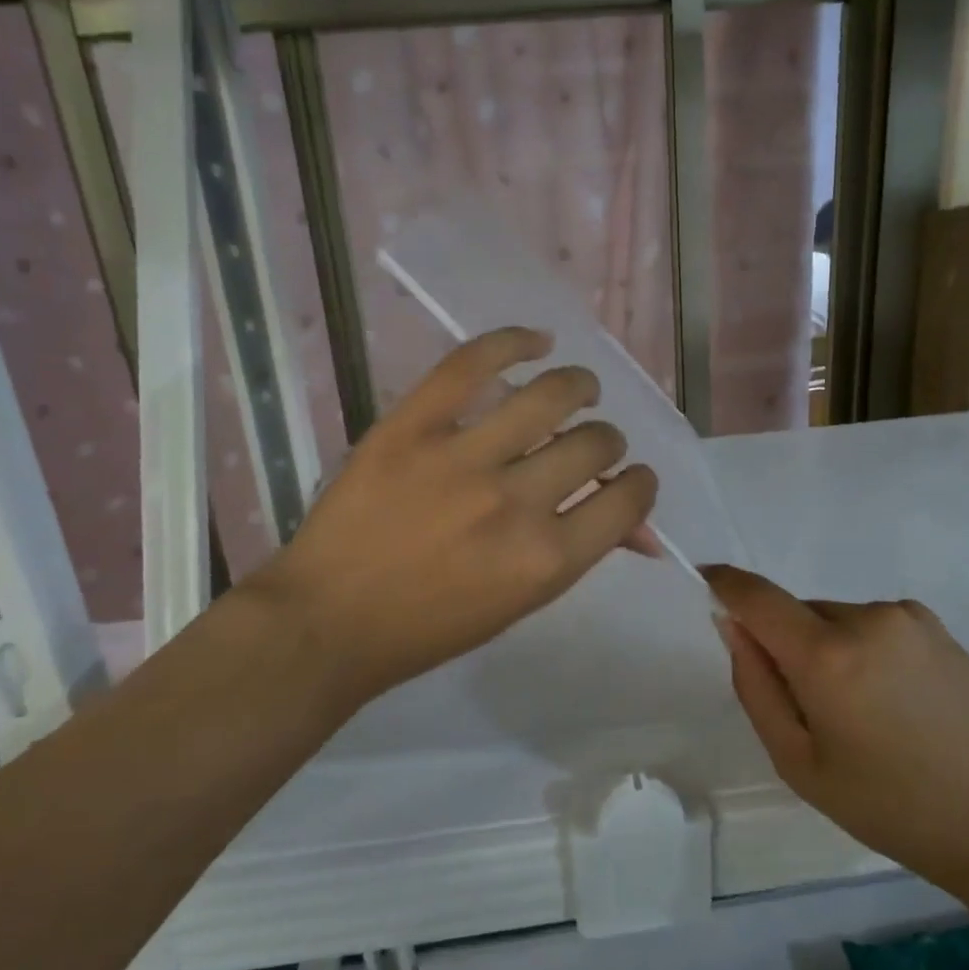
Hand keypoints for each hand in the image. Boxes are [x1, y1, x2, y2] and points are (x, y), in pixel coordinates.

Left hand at [245, 328, 658, 716]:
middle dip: (607, 443)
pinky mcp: (413, 424)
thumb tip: (638, 529)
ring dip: (580, 387)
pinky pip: (473, 363)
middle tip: (592, 443)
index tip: (632, 476)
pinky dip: (513, 342)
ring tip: (580, 388)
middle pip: (596, 444)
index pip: (626, 500)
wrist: (327, 620)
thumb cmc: (428, 627)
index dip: (641, 483)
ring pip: (551, 395)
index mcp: (545, 559)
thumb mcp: (518, 604)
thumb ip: (578, 554)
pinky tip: (537, 342)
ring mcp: (461, 457)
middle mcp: (515, 503)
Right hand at [705, 565, 968, 909]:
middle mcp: (866, 617)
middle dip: (786, 645)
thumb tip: (732, 625)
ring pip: (833, 620)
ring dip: (826, 651)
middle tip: (812, 713)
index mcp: (827, 655)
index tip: (704, 582)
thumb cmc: (896, 808)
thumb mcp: (802, 765)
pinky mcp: (935, 625)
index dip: (723, 583)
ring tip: (864, 718)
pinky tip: (896, 705)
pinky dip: (861, 651)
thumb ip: (755, 687)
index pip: (755, 595)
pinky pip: (870, 625)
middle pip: (796, 613)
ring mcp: (906, 616)